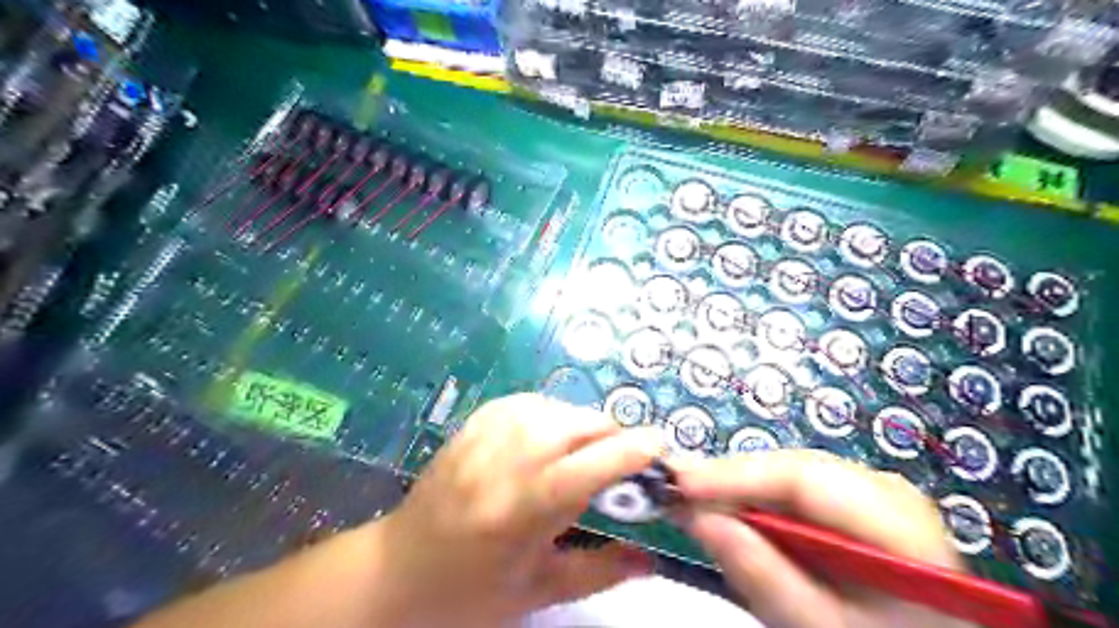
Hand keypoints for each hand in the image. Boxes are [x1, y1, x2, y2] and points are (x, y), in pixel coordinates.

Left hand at [370, 396, 663, 624]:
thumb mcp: (539, 591)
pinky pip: (526, 401)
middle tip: (621, 458)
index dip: (632, 450)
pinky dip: (551, 412)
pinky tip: (551, 433)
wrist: (397, 570)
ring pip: (555, 407)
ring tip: (586, 449)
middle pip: (576, 425)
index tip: (660, 446)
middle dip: (611, 434)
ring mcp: (484, 436)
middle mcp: (505, 461)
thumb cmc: (470, 591)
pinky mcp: (472, 423)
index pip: (590, 466)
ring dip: (582, 423)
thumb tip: (653, 560)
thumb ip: (601, 571)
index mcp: (523, 509)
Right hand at [672, 449, 971, 627]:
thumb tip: (698, 517)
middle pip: (790, 469)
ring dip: (739, 492)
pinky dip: (758, 504)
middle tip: (675, 493)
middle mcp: (884, 489)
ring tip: (694, 504)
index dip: (733, 475)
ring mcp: (872, 491)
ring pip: (787, 476)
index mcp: (896, 520)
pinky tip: (732, 516)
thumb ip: (763, 575)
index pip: (801, 477)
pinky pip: (795, 492)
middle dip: (730, 482)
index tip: (679, 484)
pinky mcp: (856, 503)